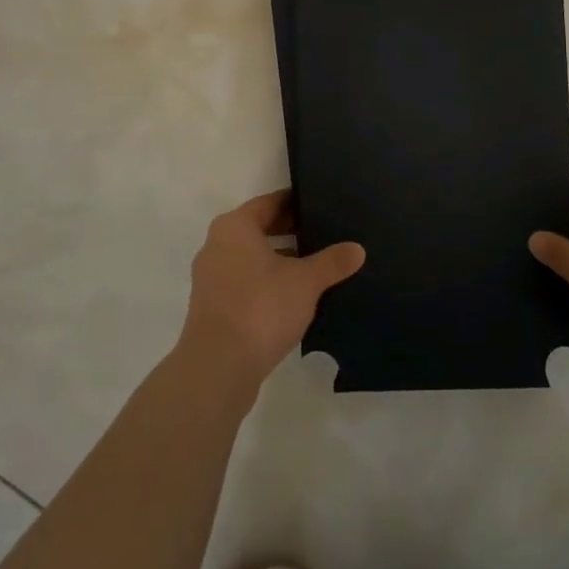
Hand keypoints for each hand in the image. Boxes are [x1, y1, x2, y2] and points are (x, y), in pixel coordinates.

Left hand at [178, 190, 364, 392]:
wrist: (219, 366)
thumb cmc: (261, 308)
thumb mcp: (306, 282)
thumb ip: (332, 262)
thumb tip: (358, 249)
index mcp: (235, 227)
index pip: (270, 202)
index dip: (297, 201)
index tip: (322, 203)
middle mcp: (217, 245)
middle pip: (260, 228)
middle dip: (291, 231)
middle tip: (325, 233)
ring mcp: (211, 277)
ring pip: (252, 257)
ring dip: (280, 259)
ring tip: (316, 265)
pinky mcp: (213, 306)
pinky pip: (246, 281)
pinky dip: (268, 282)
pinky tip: (295, 296)